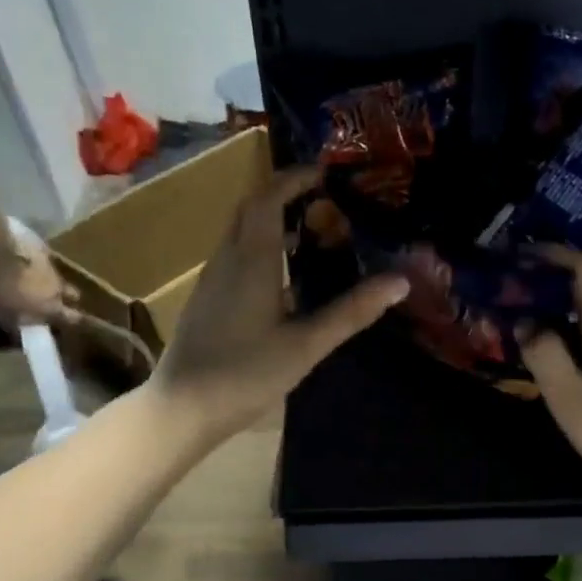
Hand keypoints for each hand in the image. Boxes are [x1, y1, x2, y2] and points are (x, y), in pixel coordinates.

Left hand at [0, 229, 77, 329]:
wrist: (2, 256)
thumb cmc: (5, 292)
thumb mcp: (6, 317)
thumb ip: (19, 325)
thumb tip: (24, 330)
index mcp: (53, 308)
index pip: (73, 318)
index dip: (74, 320)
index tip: (73, 321)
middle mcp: (58, 290)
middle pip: (74, 295)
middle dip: (69, 298)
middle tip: (58, 299)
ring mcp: (52, 269)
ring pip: (59, 278)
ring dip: (52, 282)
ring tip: (38, 281)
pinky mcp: (43, 252)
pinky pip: (46, 262)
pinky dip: (40, 266)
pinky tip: (28, 265)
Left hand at [152, 166, 406, 443]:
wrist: (182, 408)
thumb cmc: (245, 374)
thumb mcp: (305, 346)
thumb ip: (351, 312)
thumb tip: (400, 281)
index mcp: (251, 260)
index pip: (269, 198)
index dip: (295, 178)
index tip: (324, 172)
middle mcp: (226, 259)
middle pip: (250, 209)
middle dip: (283, 195)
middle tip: (322, 200)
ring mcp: (211, 280)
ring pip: (239, 233)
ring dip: (271, 222)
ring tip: (311, 236)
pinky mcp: (206, 300)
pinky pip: (234, 256)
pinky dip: (260, 249)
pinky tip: (283, 279)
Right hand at [518, 251, 581, 498]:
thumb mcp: (571, 400)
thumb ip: (545, 356)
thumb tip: (526, 321)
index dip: (554, 254)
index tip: (521, 256)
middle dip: (552, 290)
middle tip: (515, 302)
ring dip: (566, 317)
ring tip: (531, 332)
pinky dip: (581, 338)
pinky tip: (565, 362)